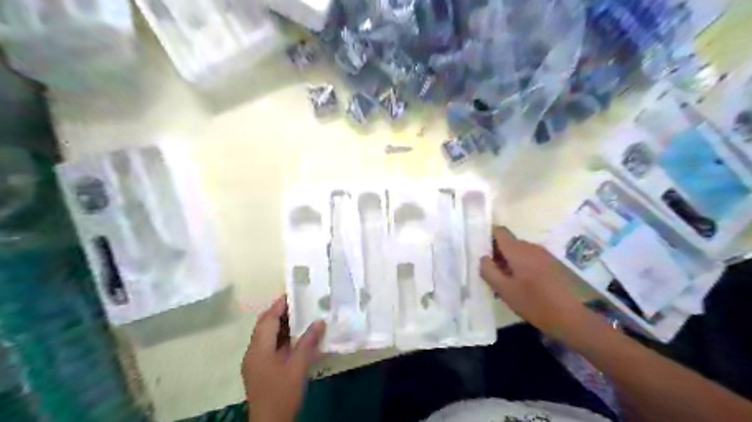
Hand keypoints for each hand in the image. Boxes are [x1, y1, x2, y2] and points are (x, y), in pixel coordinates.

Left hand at [240, 297, 323, 420]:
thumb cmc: (282, 393)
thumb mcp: (298, 366)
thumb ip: (308, 342)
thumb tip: (320, 321)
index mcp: (258, 349)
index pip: (267, 319)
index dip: (279, 305)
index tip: (293, 293)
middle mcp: (253, 352)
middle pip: (265, 326)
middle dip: (280, 313)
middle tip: (300, 303)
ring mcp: (255, 362)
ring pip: (267, 336)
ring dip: (281, 325)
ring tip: (301, 316)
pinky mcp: (261, 370)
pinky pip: (270, 346)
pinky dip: (282, 337)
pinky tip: (296, 338)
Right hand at [481, 226, 587, 336]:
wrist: (573, 318)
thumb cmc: (534, 303)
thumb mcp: (504, 290)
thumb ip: (489, 271)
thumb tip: (483, 258)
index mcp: (518, 249)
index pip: (499, 231)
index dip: (488, 239)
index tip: (483, 255)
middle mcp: (531, 247)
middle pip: (509, 243)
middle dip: (498, 255)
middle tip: (492, 276)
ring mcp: (544, 255)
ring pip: (520, 253)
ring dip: (510, 263)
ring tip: (507, 285)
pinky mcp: (553, 265)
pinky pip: (531, 260)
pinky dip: (523, 268)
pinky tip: (524, 288)